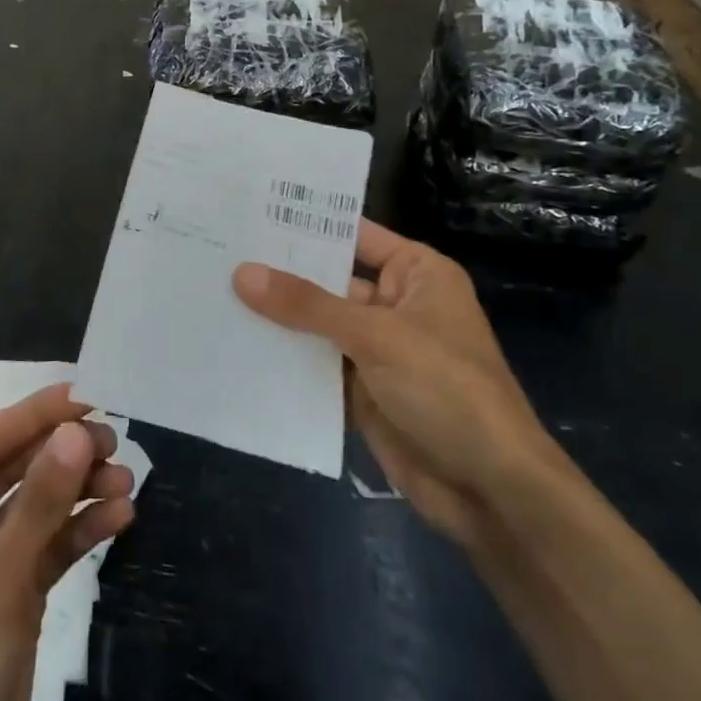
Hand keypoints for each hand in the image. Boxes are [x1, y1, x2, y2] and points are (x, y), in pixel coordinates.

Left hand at [0, 384, 135, 700]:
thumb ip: (39, 503)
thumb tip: (76, 430)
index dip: (37, 414)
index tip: (88, 392)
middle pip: (14, 470)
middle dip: (64, 455)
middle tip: (116, 439)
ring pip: (34, 509)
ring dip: (78, 493)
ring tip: (127, 480)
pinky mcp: (5, 596)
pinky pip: (44, 549)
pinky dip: (78, 532)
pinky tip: (119, 516)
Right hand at [234, 219, 560, 545]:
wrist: (490, 489)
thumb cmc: (447, 390)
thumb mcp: (376, 336)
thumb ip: (308, 305)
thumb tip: (242, 273)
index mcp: (415, 274)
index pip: (353, 235)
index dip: (305, 225)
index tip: (248, 211)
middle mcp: (394, 304)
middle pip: (326, 281)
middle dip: (277, 274)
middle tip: (214, 253)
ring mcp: (376, 349)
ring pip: (315, 326)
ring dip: (274, 320)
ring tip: (210, 294)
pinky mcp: (361, 390)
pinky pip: (314, 366)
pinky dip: (283, 361)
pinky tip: (233, 347)